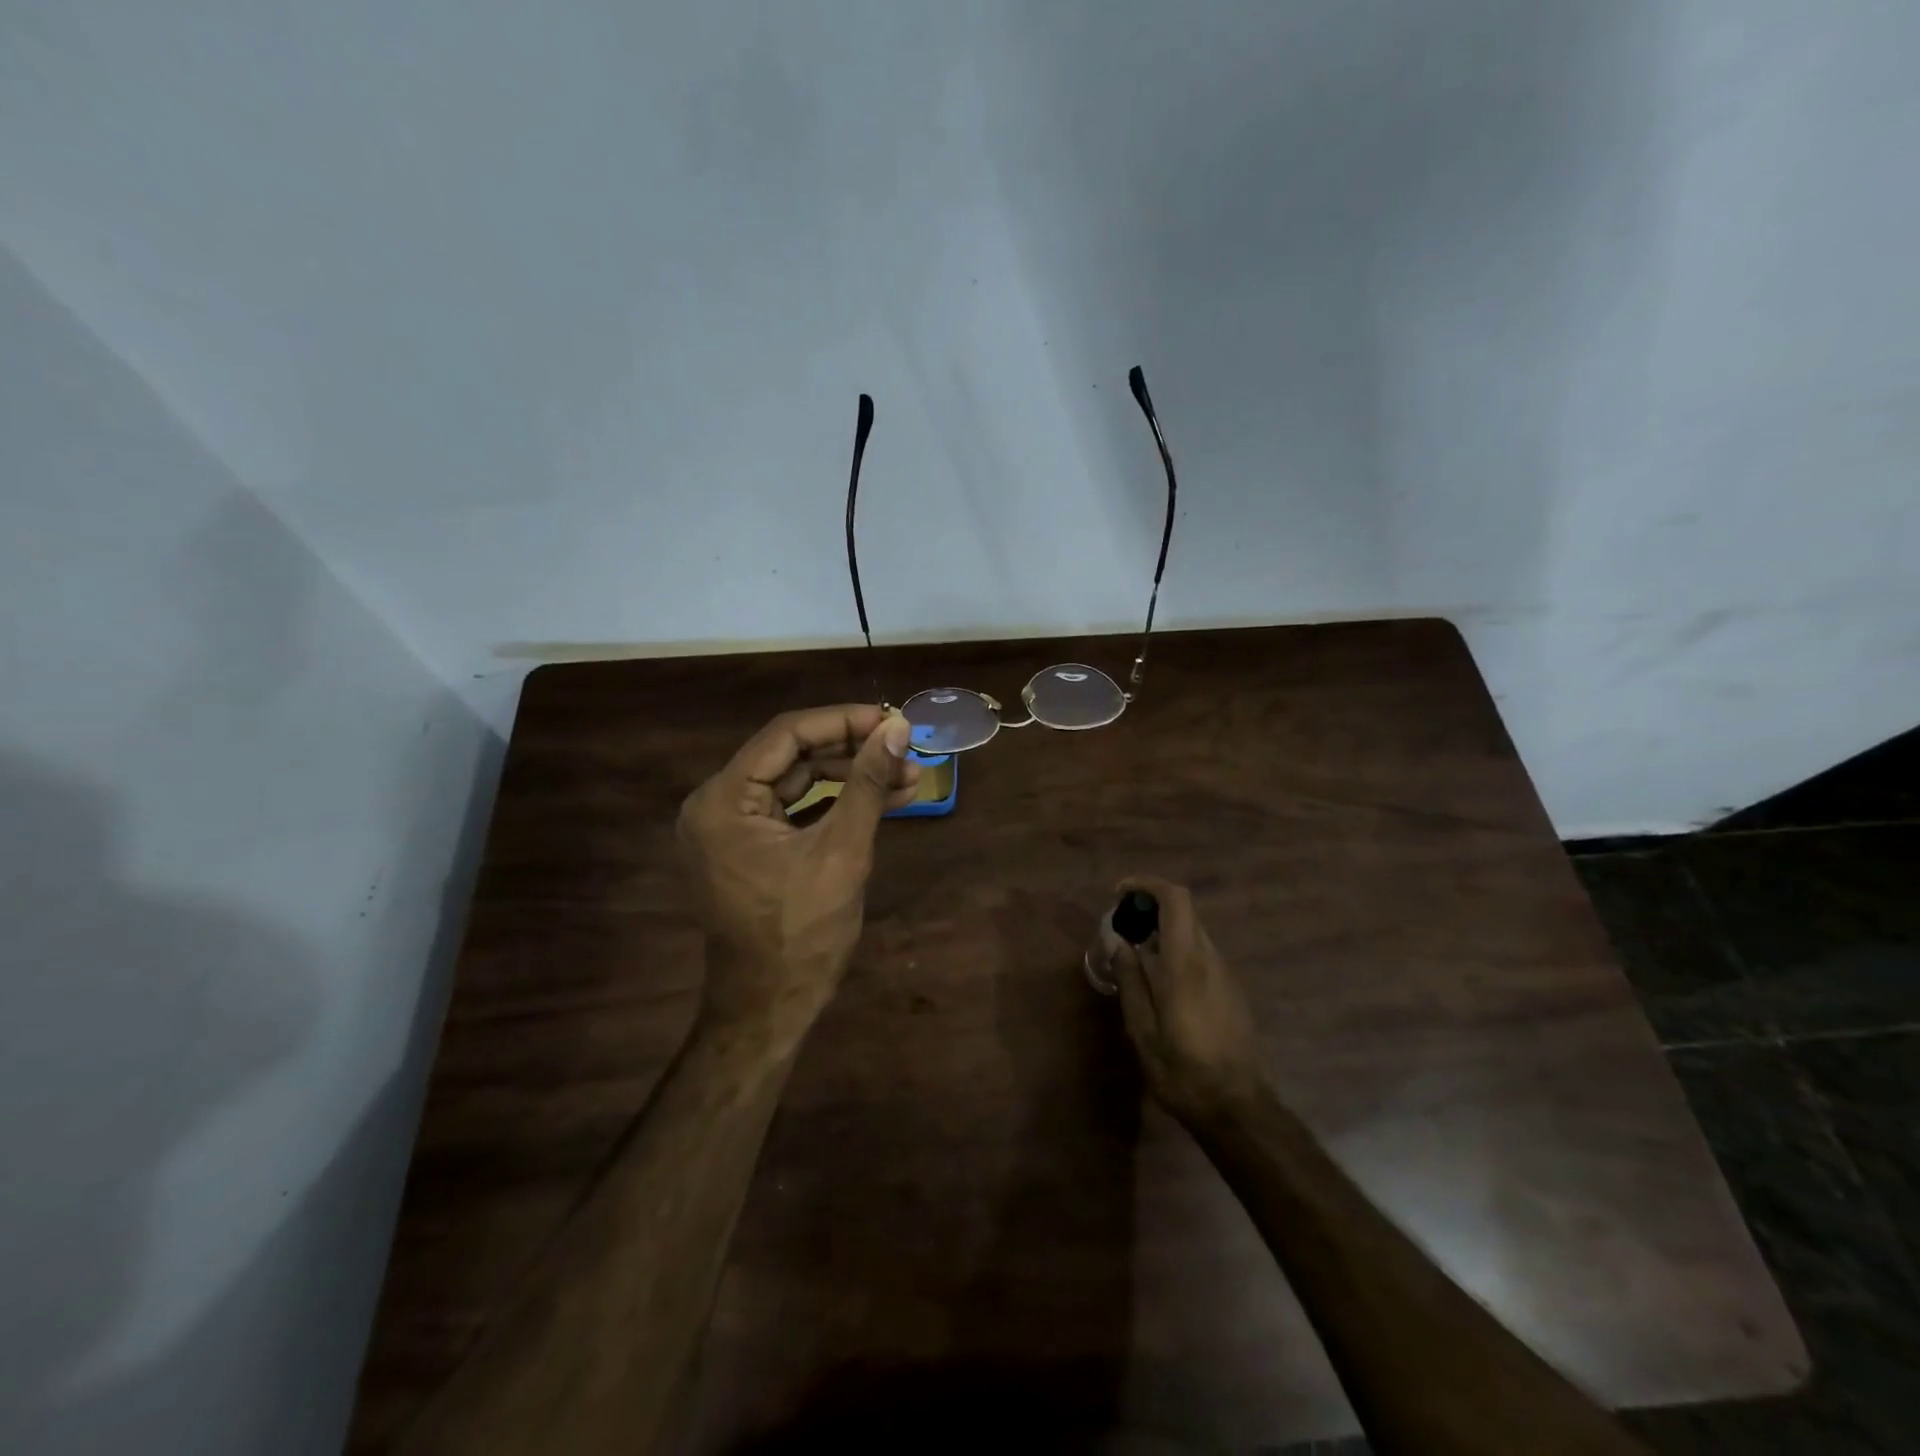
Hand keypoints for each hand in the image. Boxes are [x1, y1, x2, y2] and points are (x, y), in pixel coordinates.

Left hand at [676, 705, 917, 1053]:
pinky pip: (796, 810)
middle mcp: (717, 805)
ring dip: (852, 778)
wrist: (770, 1008)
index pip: (786, 735)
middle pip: (792, 756)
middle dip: (853, 752)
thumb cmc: (802, 933)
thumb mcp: (842, 851)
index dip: (843, 721)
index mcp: (723, 800)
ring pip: (798, 782)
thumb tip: (898, 727)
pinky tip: (883, 798)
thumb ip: (867, 783)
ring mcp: (731, 829)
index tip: (892, 719)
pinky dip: (836, 804)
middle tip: (907, 749)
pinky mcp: (750, 848)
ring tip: (907, 775)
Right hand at [1109, 876, 1264, 1126]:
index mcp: (1186, 964)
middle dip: (1150, 906)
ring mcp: (1225, 974)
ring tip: (1134, 954)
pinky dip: (1176, 949)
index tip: (1119, 894)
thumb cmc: (1183, 1070)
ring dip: (1163, 929)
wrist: (1238, 1109)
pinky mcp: (1232, 990)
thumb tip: (1118, 940)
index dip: (1147, 885)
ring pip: (1193, 932)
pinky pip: (1201, 954)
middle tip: (1121, 926)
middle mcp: (1210, 959)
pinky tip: (1158, 981)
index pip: (1176, 899)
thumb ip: (1129, 979)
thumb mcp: (1143, 1029)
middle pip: (1184, 911)